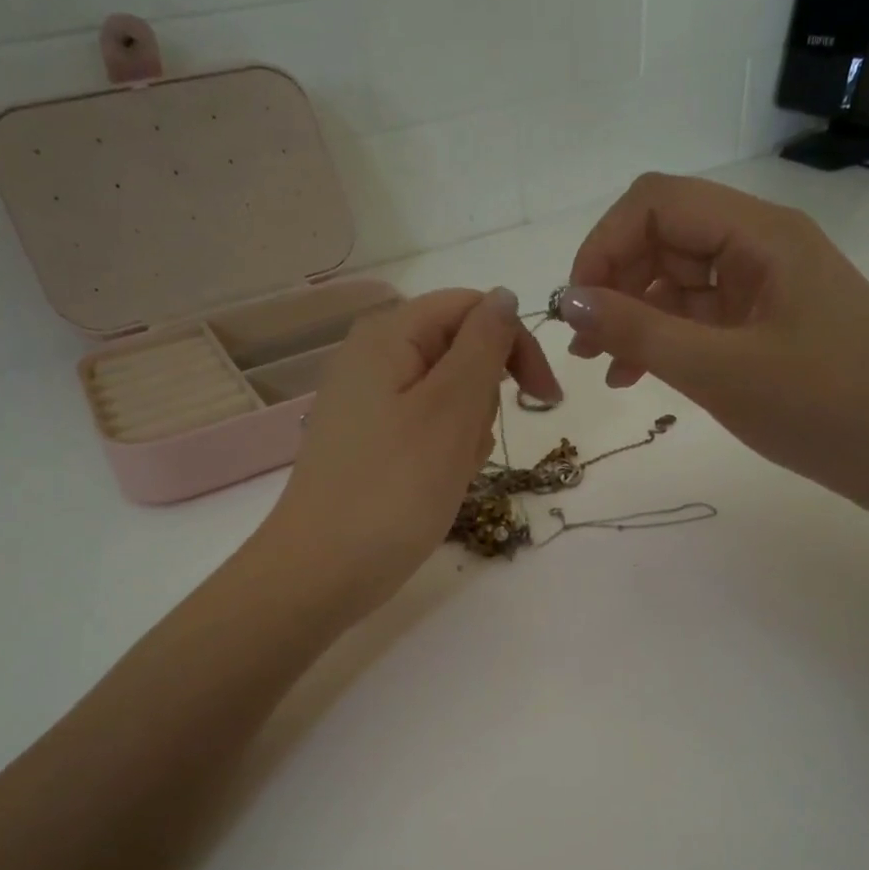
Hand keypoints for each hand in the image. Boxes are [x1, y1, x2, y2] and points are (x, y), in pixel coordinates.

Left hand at [259, 287, 560, 615]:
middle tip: (472, 444)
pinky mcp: (368, 444)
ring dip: (466, 432)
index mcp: (387, 336)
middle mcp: (371, 359)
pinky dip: (443, 452)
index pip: (471, 308)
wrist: (322, 571)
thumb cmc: (394, 488)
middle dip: (484, 397)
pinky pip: (424, 430)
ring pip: (446, 397)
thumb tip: (504, 297)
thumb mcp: (452, 408)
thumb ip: (484, 344)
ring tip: (449, 473)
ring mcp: (366, 404)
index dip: (515, 343)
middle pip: (458, 351)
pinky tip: (435, 486)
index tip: (546, 399)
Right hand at [562, 173, 868, 518]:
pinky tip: (637, 378)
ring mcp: (766, 288)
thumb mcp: (720, 371)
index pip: (657, 202)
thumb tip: (567, 301)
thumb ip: (639, 333)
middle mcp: (761, 247)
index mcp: (760, 234)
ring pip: (678, 281)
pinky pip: (700, 319)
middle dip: (614, 283)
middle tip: (583, 346)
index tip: (576, 307)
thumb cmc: (825, 407)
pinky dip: (664, 340)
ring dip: (633, 316)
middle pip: (664, 237)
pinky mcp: (768, 327)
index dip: (604, 245)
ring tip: (604, 368)